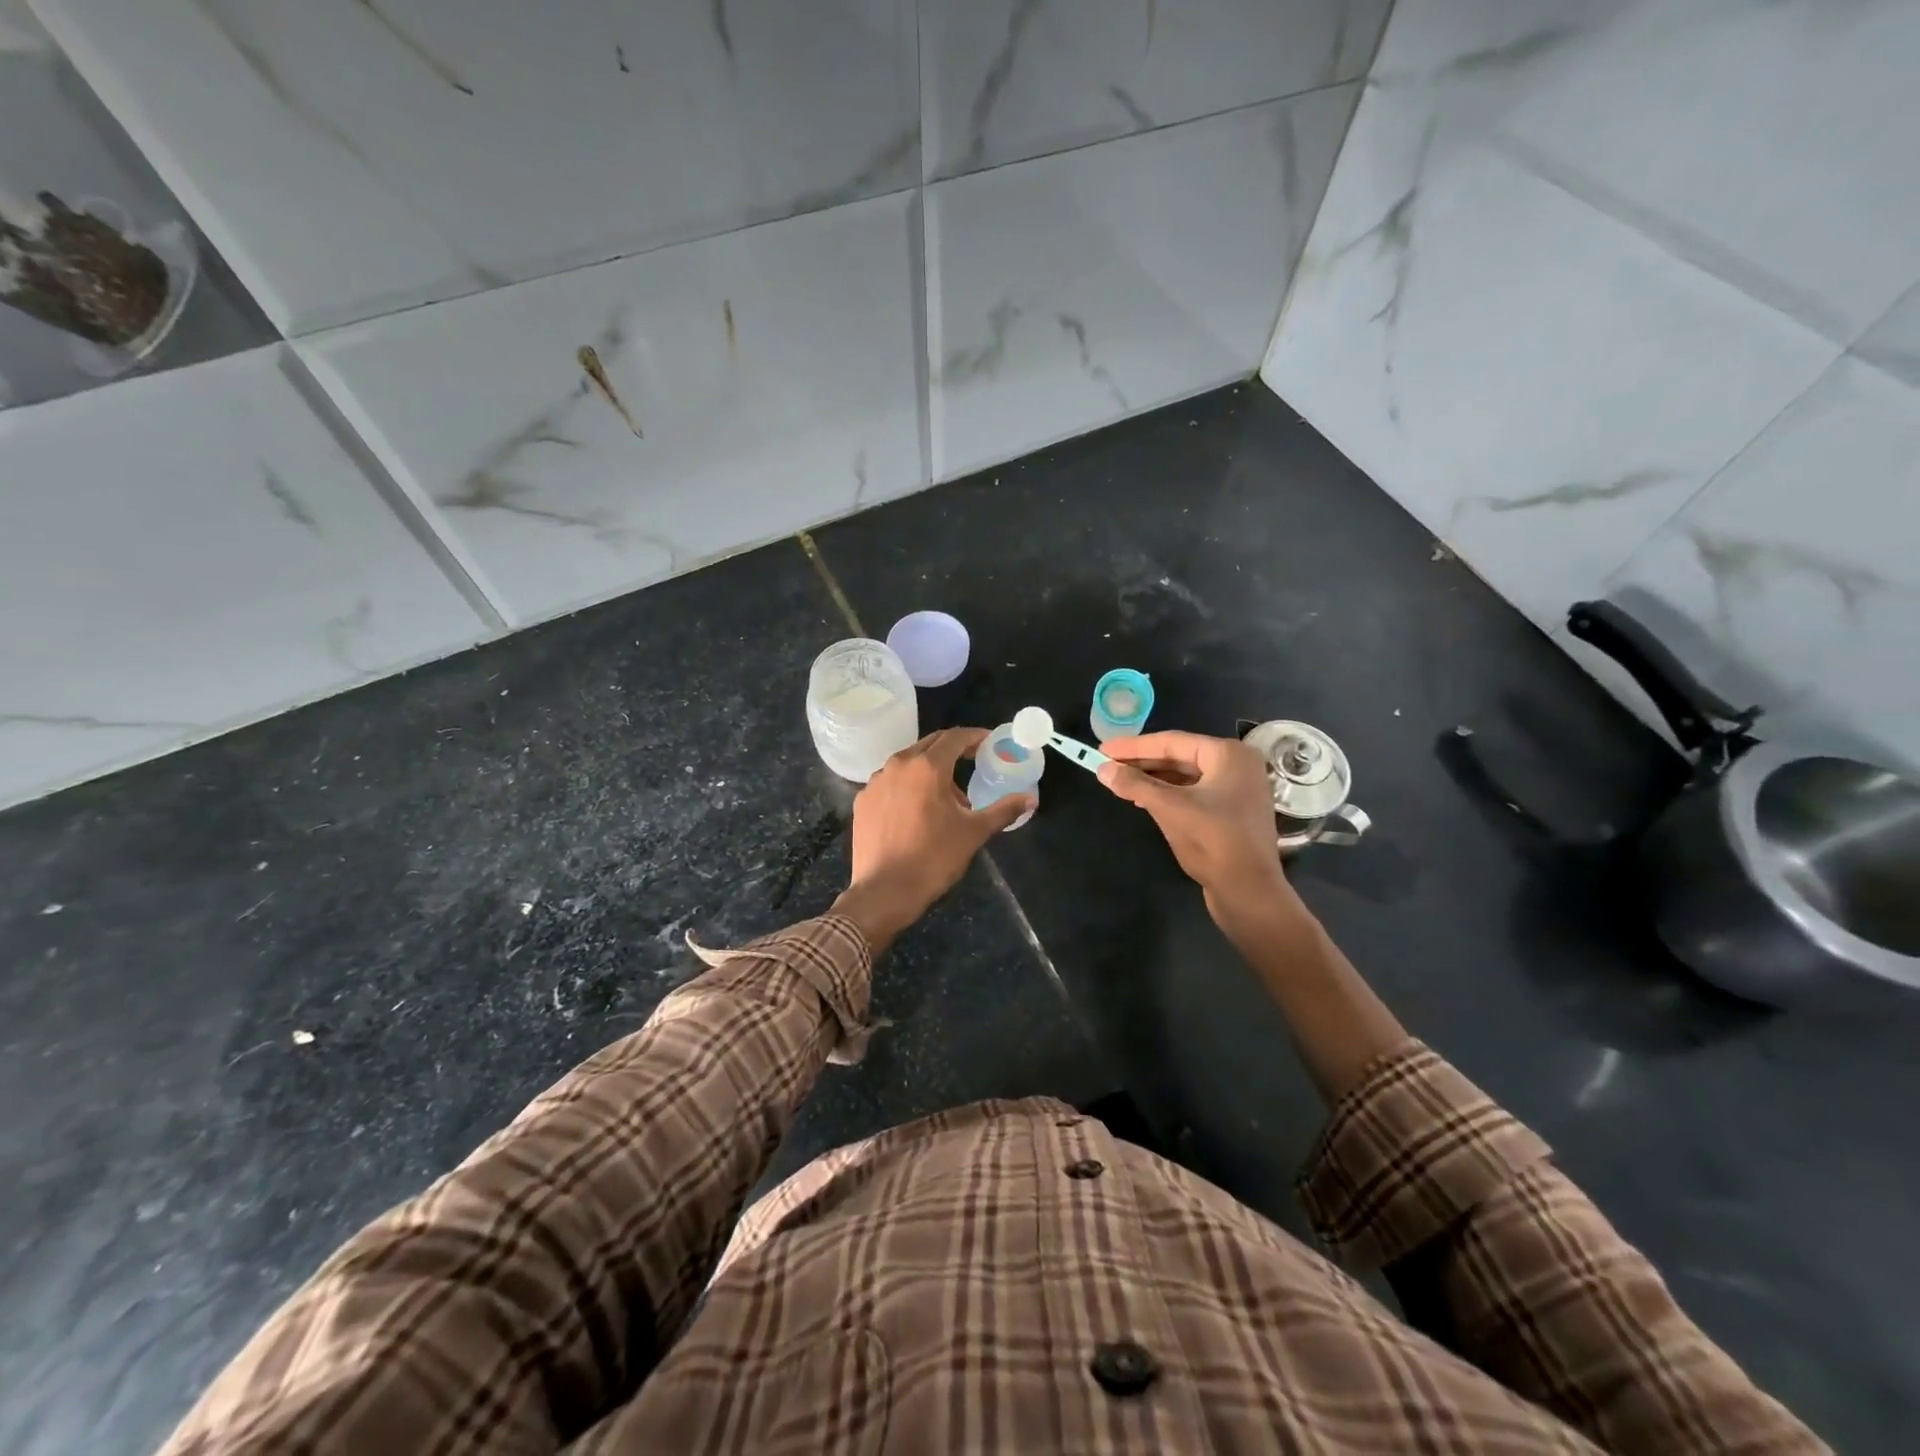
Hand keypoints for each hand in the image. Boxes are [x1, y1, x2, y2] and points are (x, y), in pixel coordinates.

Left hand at [832, 728, 1032, 950]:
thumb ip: (1003, 810)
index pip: (955, 737)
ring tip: (947, 796)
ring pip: (908, 762)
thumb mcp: (974, 833)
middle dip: (953, 749)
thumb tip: (1030, 799)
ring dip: (930, 769)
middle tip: (973, 761)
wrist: (884, 892)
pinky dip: (908, 785)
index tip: (989, 742)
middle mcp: (898, 765)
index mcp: (927, 767)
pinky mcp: (863, 800)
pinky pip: (890, 782)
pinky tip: (917, 810)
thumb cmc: (933, 859)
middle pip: (930, 744)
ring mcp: (875, 782)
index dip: (975, 736)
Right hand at [1097, 731, 1302, 933]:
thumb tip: (1103, 769)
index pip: (1171, 742)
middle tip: (1108, 765)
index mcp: (1228, 754)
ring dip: (1153, 780)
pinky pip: (1195, 793)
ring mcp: (1238, 789)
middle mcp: (1237, 765)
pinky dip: (1169, 795)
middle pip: (1179, 757)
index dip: (1133, 746)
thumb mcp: (1168, 807)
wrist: (1249, 891)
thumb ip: (1134, 784)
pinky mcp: (1233, 812)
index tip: (1103, 749)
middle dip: (1142, 763)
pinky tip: (1145, 800)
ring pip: (1186, 776)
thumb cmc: (1212, 841)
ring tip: (1120, 783)